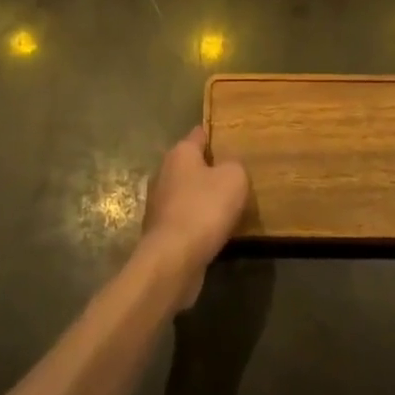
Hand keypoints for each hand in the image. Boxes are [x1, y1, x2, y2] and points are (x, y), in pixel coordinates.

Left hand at [140, 128, 249, 312]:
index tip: (231, 141)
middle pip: (191, 165)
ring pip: (187, 193)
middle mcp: (164, 173)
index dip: (215, 136)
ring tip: (228, 208)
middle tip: (234, 178)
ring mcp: (159, 203)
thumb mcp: (234, 178)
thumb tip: (228, 168)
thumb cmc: (204, 209)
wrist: (173, 259)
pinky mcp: (160, 231)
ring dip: (203, 199)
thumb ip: (235, 166)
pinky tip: (214, 232)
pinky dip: (197, 223)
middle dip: (210, 170)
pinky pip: (185, 219)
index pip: (199, 134)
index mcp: (180, 153)